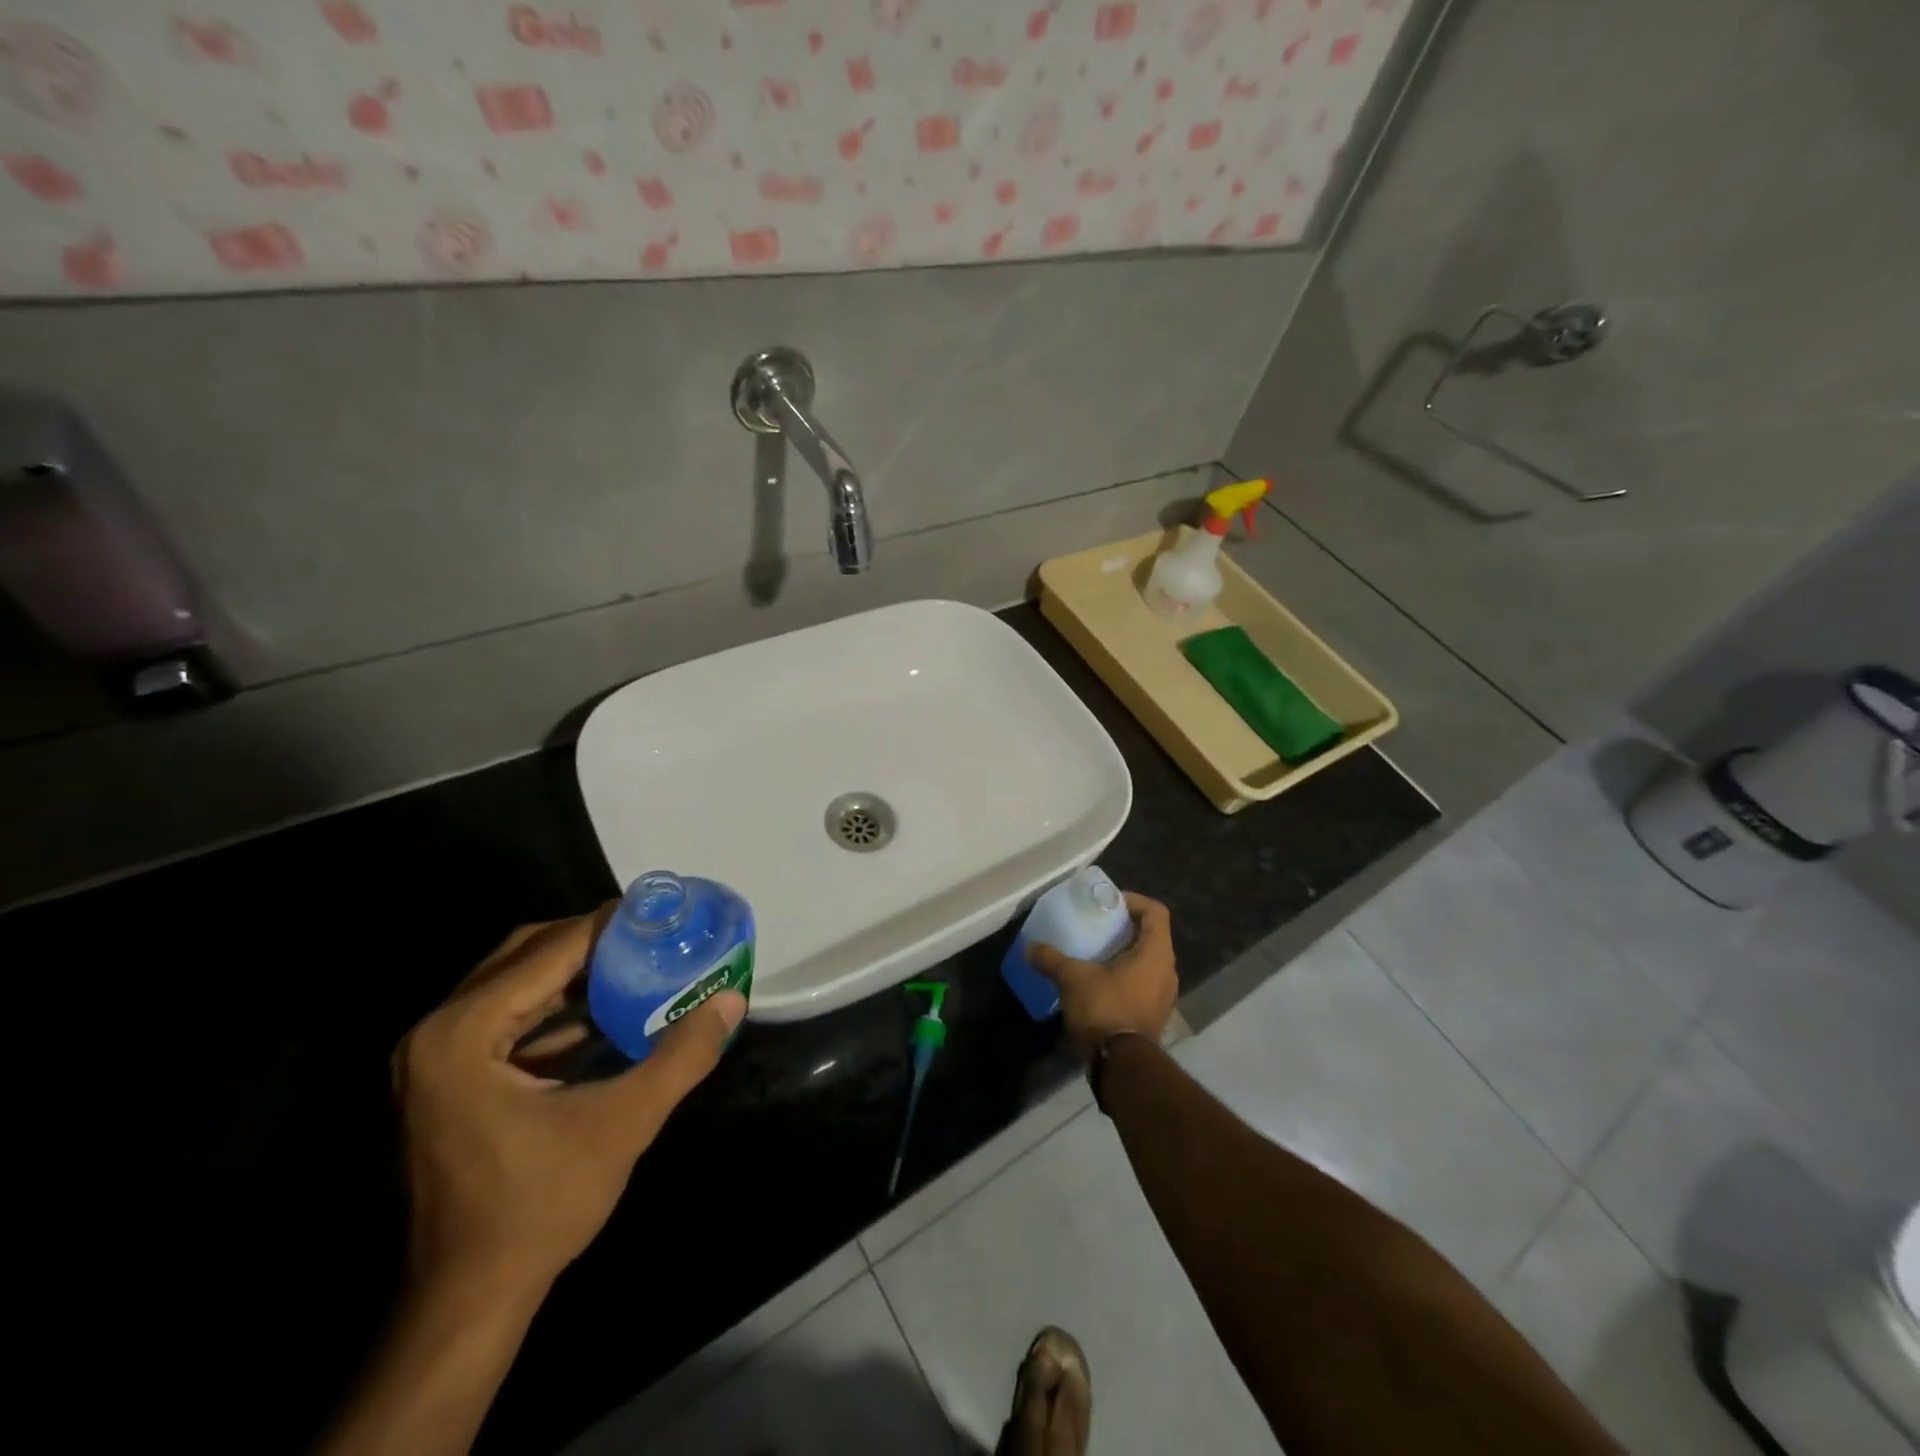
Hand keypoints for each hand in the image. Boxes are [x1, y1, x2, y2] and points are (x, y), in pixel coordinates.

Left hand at [392, 908, 745, 1299]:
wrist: (466, 1301)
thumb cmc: (538, 1208)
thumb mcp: (623, 1125)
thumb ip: (682, 1057)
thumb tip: (732, 1002)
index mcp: (462, 1034)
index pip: (547, 951)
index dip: (607, 925)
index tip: (660, 911)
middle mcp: (436, 1033)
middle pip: (523, 955)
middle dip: (590, 941)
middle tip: (650, 935)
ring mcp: (433, 1059)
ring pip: (512, 984)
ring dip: (573, 971)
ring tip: (636, 962)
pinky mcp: (445, 1081)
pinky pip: (504, 1017)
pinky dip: (554, 1006)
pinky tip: (604, 1012)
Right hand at [1027, 891, 1177, 1061]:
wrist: (1121, 1066)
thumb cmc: (1105, 1009)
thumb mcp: (1073, 978)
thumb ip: (1052, 959)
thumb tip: (1029, 948)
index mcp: (1156, 953)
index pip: (1155, 912)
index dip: (1133, 901)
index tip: (1108, 904)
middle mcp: (1167, 971)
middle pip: (1152, 936)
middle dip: (1125, 928)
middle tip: (1098, 926)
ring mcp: (1164, 996)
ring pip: (1148, 962)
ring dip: (1126, 954)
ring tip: (1096, 954)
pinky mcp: (1155, 1016)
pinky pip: (1144, 984)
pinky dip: (1126, 977)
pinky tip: (1100, 984)